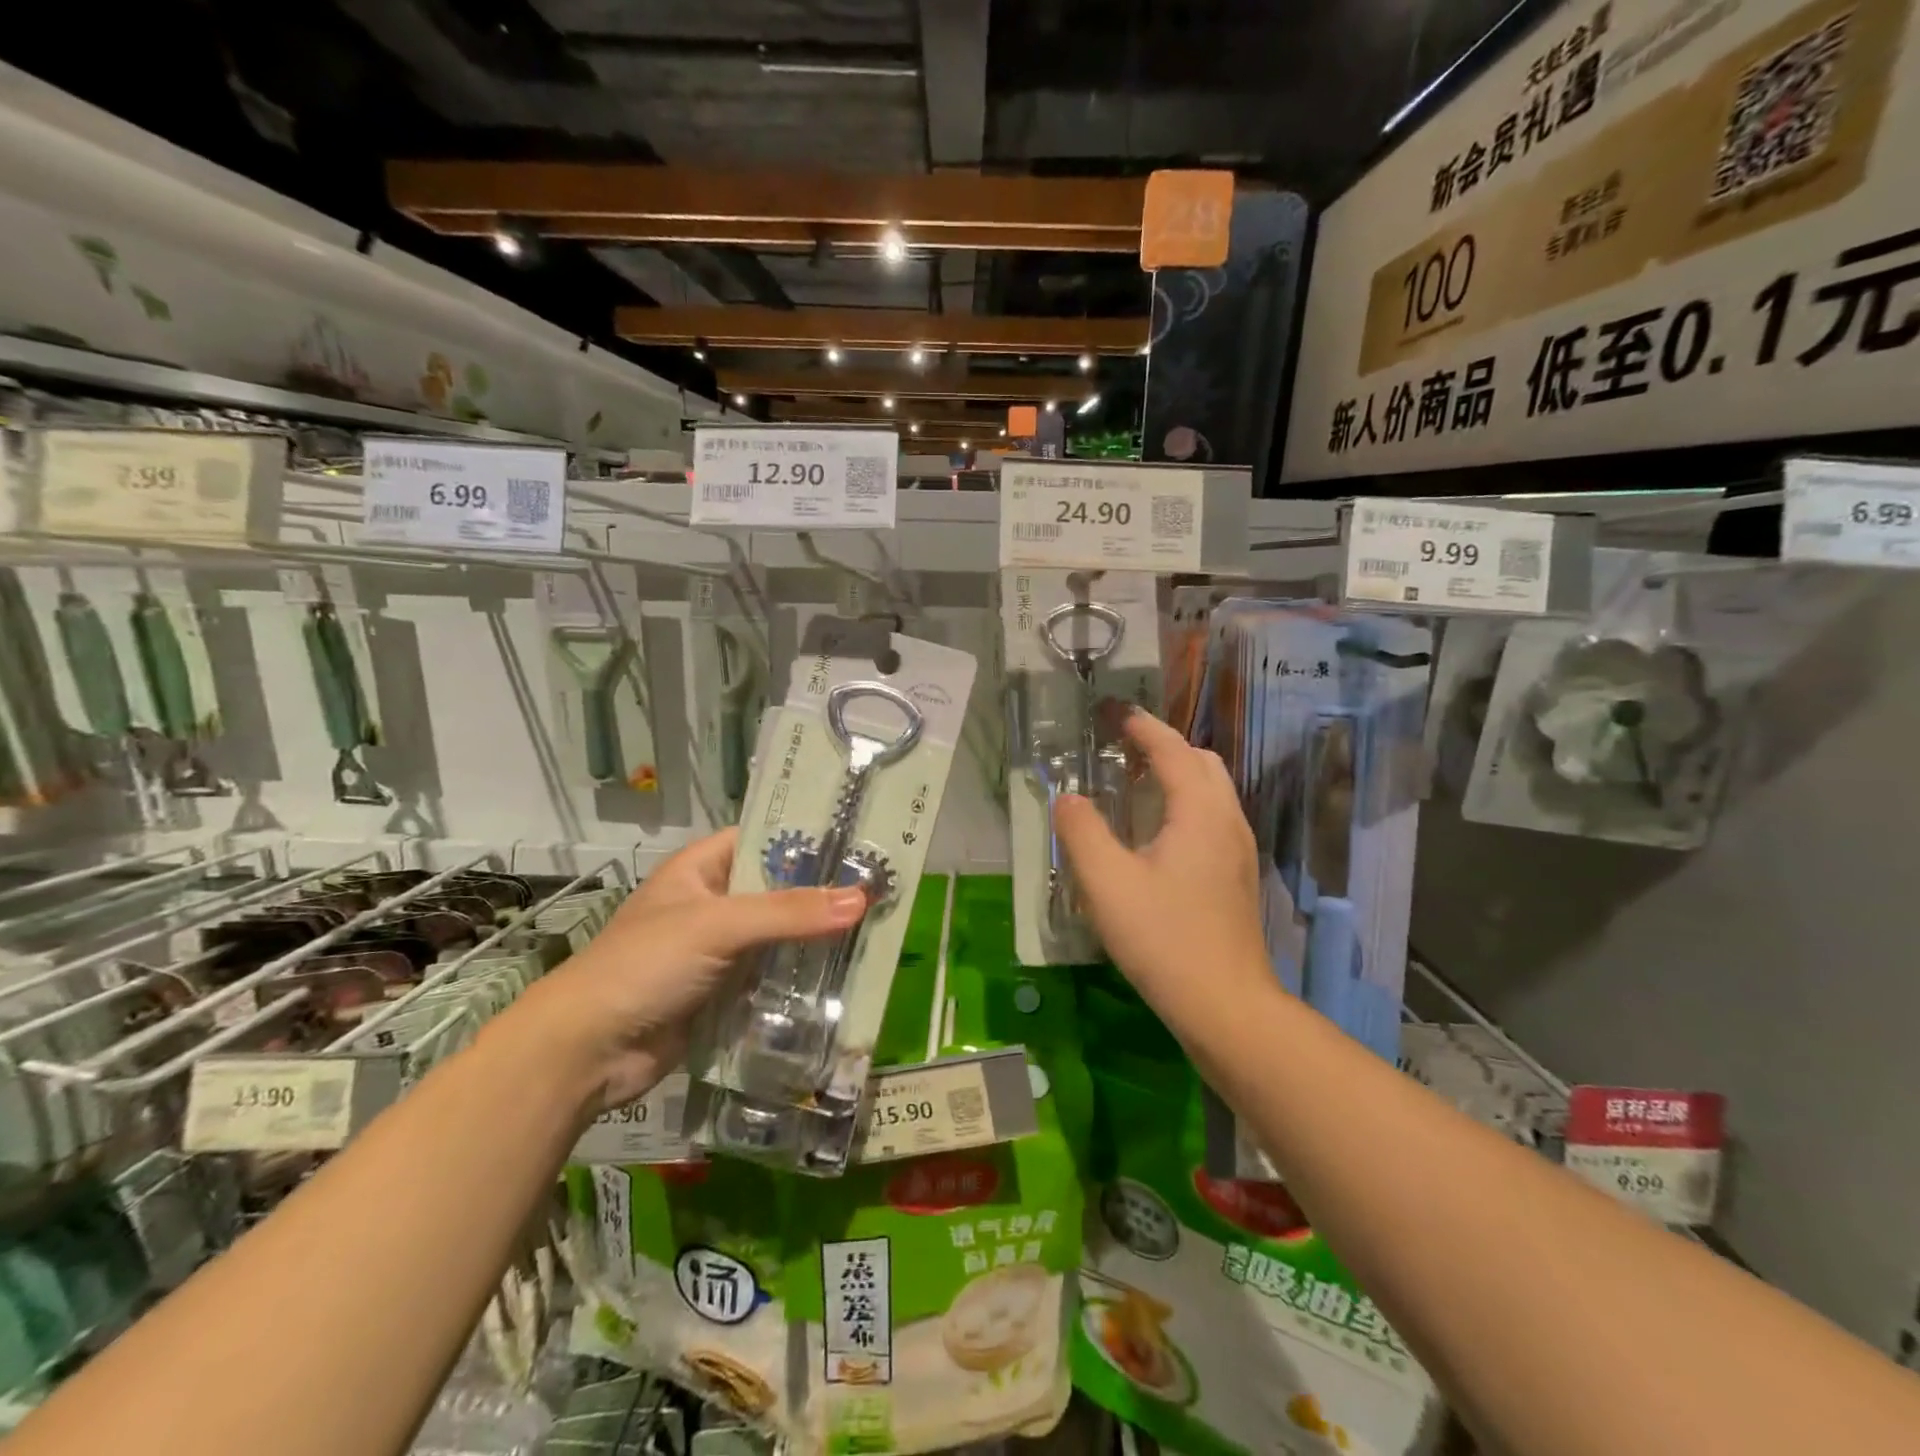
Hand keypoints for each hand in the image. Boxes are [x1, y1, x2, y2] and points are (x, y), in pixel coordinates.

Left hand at [509, 829, 867, 1110]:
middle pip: (779, 889)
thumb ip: (789, 913)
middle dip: (823, 893)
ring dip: (817, 939)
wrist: (587, 1051)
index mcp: (702, 868)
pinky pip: (773, 975)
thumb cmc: (645, 965)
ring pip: (780, 935)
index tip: (862, 839)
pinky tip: (846, 976)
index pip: (764, 837)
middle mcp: (714, 902)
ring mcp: (720, 950)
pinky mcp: (726, 992)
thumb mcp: (718, 926)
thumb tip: (862, 899)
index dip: (808, 837)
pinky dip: (802, 977)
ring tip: (877, 930)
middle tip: (882, 889)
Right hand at [1055, 709, 1274, 1035]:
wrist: (1226, 1005)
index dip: (1140, 725)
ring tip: (1134, 785)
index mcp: (1199, 811)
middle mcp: (1228, 819)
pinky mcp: (1238, 874)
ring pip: (1211, 789)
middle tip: (1121, 750)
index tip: (1111, 712)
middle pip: (1200, 761)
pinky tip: (1156, 832)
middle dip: (1162, 745)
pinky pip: (1212, 816)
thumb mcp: (1107, 883)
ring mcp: (1239, 848)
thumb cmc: (1164, 939)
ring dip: (1176, 773)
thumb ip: (1081, 831)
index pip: (1171, 748)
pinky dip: (1185, 801)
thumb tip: (1067, 798)